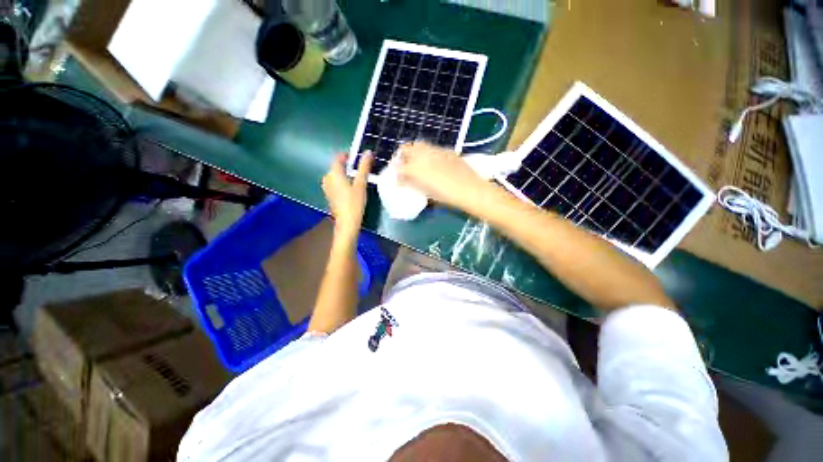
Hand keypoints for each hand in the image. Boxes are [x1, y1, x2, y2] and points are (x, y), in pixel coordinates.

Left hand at [321, 152, 372, 237]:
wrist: (347, 223)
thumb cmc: (354, 203)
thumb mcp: (361, 184)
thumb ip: (364, 168)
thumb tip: (368, 152)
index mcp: (334, 173)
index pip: (338, 157)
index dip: (348, 155)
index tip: (359, 158)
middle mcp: (327, 178)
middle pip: (337, 166)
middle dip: (349, 165)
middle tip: (362, 168)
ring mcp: (327, 187)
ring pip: (337, 175)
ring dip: (347, 174)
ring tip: (359, 178)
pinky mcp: (330, 195)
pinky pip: (336, 183)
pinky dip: (343, 182)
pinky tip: (353, 188)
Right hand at [396, 142, 485, 208]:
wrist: (470, 189)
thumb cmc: (447, 196)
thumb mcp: (426, 193)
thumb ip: (413, 183)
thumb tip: (403, 180)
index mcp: (417, 169)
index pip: (399, 166)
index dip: (396, 171)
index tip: (398, 176)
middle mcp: (424, 155)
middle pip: (406, 149)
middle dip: (402, 156)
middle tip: (404, 166)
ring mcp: (436, 150)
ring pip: (419, 145)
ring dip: (414, 152)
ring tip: (418, 163)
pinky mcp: (447, 151)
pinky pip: (432, 148)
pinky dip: (427, 153)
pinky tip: (433, 162)